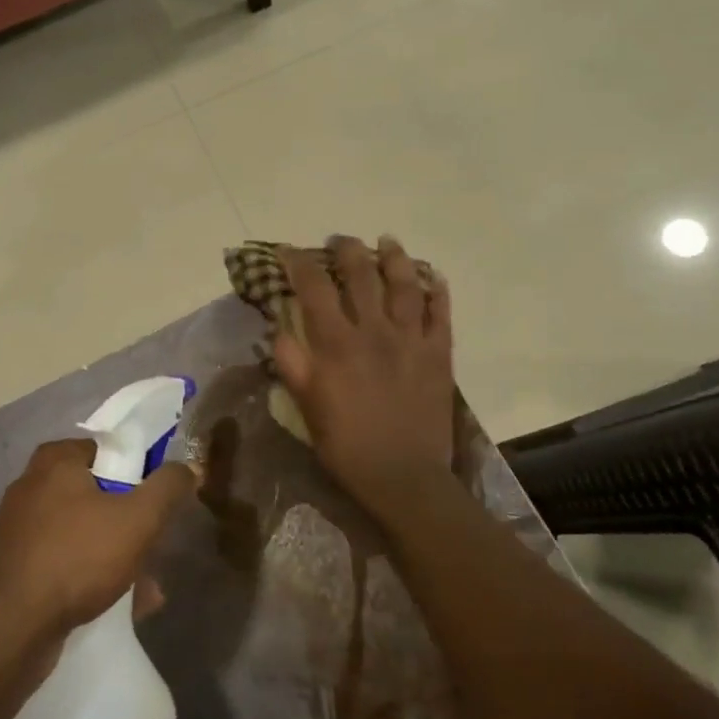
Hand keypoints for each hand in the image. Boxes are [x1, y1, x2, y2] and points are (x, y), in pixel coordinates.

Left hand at [0, 438, 197, 650]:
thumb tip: (185, 467)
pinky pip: (66, 561)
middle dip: (133, 525)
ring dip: (118, 556)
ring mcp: (20, 528)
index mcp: (56, 460)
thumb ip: (168, 487)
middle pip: (100, 494)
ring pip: (85, 532)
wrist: (7, 630)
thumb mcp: (138, 518)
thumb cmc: (76, 558)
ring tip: (146, 590)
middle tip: (155, 548)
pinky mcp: (15, 565)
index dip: (142, 473)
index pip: (111, 450)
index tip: (160, 503)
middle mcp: (33, 485)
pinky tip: (120, 606)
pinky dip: (92, 576)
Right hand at [274, 236, 455, 512]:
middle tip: (339, 240)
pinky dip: (437, 291)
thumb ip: (292, 364)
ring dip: (394, 257)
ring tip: (387, 241)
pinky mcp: (439, 353)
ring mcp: (411, 339)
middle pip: (361, 274)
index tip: (287, 250)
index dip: (298, 263)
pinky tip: (433, 277)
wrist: (403, 477)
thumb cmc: (346, 445)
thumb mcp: (306, 407)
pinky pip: (441, 313)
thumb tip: (278, 328)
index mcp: (337, 344)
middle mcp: (374, 330)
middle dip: (347, 250)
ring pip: (404, 284)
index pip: (313, 289)